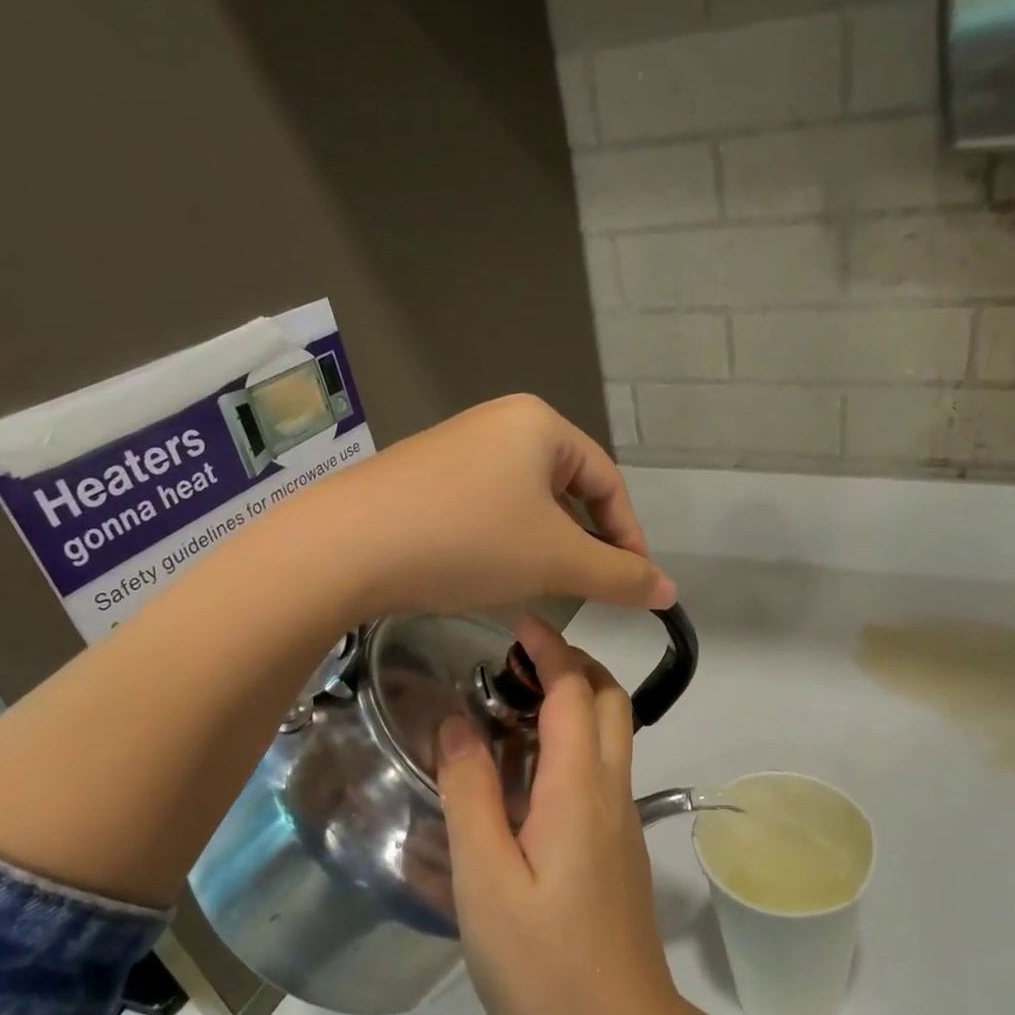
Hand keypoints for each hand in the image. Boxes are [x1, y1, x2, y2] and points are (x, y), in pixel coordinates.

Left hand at [321, 395, 674, 619]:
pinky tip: (487, 571)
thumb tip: (669, 592)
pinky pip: (484, 506)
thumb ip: (620, 576)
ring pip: (524, 500)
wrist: (344, 547)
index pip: (608, 481)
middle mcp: (498, 422)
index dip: (629, 535)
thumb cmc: (469, 541)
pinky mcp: (421, 476)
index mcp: (540, 424)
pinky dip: (502, 540)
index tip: (634, 584)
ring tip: (540, 584)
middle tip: (588, 586)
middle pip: (567, 488)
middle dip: (583, 541)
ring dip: (543, 543)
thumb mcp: (556, 561)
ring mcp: (454, 447)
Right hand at [435, 618, 685, 1014]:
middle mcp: (611, 789)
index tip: (517, 620)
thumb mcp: (486, 879)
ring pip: (610, 732)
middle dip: (572, 664)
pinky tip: (524, 770)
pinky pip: (601, 769)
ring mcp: (621, 817)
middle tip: (514, 660)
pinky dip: (572, 741)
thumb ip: (470, 793)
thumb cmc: (543, 964)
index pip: (575, 689)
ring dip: (574, 700)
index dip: (550, 647)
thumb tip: (455, 721)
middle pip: (608, 699)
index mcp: (580, 787)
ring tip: (510, 704)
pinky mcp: (618, 845)